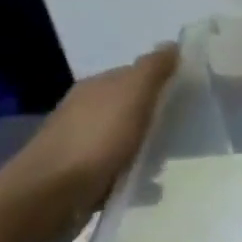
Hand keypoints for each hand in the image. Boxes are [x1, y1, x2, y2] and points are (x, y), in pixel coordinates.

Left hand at [0, 45, 178, 234]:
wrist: (48, 196)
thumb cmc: (96, 140)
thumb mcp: (132, 95)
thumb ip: (153, 69)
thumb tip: (171, 44)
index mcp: (96, 87)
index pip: (136, 74)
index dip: (164, 80)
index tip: (193, 94)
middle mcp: (86, 111)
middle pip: (133, 107)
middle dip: (159, 115)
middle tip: (189, 127)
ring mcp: (82, 144)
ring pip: (127, 138)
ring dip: (149, 147)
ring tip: (172, 160)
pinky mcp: (82, 175)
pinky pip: (120, 168)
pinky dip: (136, 174)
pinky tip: (150, 186)